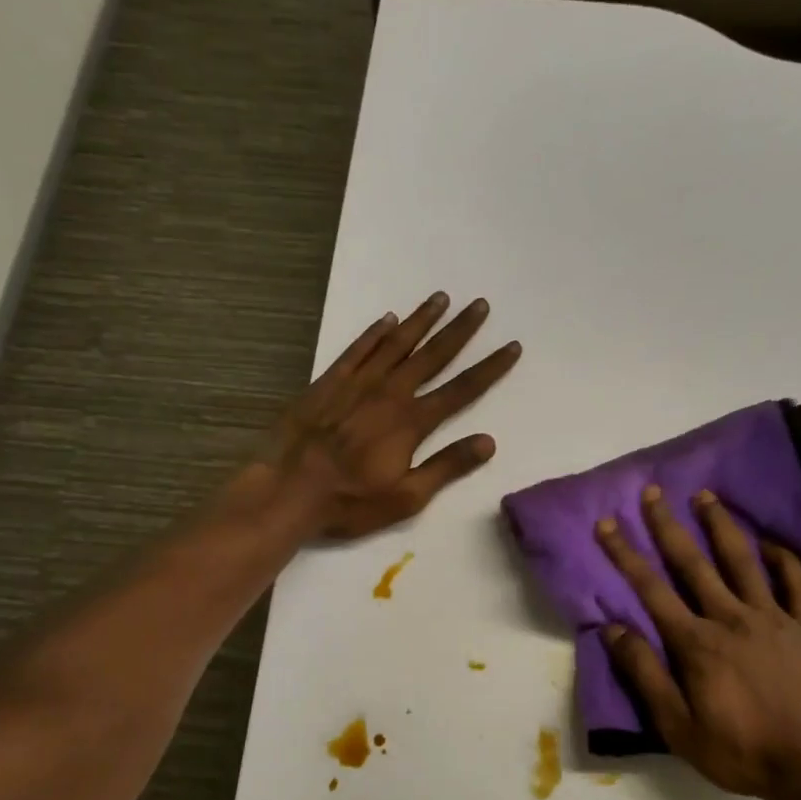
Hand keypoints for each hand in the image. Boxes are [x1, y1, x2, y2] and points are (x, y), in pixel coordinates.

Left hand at [262, 293, 520, 539]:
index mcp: (411, 422)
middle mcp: (389, 394)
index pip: (461, 390)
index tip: (511, 346)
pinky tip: (387, 319)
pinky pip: (357, 350)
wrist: (288, 489)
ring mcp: (357, 384)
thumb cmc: (351, 501)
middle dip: (460, 331)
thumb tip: (488, 442)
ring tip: (441, 298)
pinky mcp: (328, 383)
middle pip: (432, 356)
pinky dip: (373, 333)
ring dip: (421, 321)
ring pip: (396, 344)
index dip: (489, 368)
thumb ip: (447, 466)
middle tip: (480, 305)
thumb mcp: (407, 497)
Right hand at [597, 487, 800, 799]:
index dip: (625, 554)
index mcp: (695, 642)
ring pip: (742, 561)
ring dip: (721, 526)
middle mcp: (730, 618)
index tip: (607, 523)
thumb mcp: (677, 726)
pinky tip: (769, 543)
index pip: (651, 589)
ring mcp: (771, 618)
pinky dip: (782, 559)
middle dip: (668, 526)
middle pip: (692, 563)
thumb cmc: (739, 750)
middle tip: (653, 492)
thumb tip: (614, 630)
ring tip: (706, 496)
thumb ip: (645, 675)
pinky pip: (794, 583)